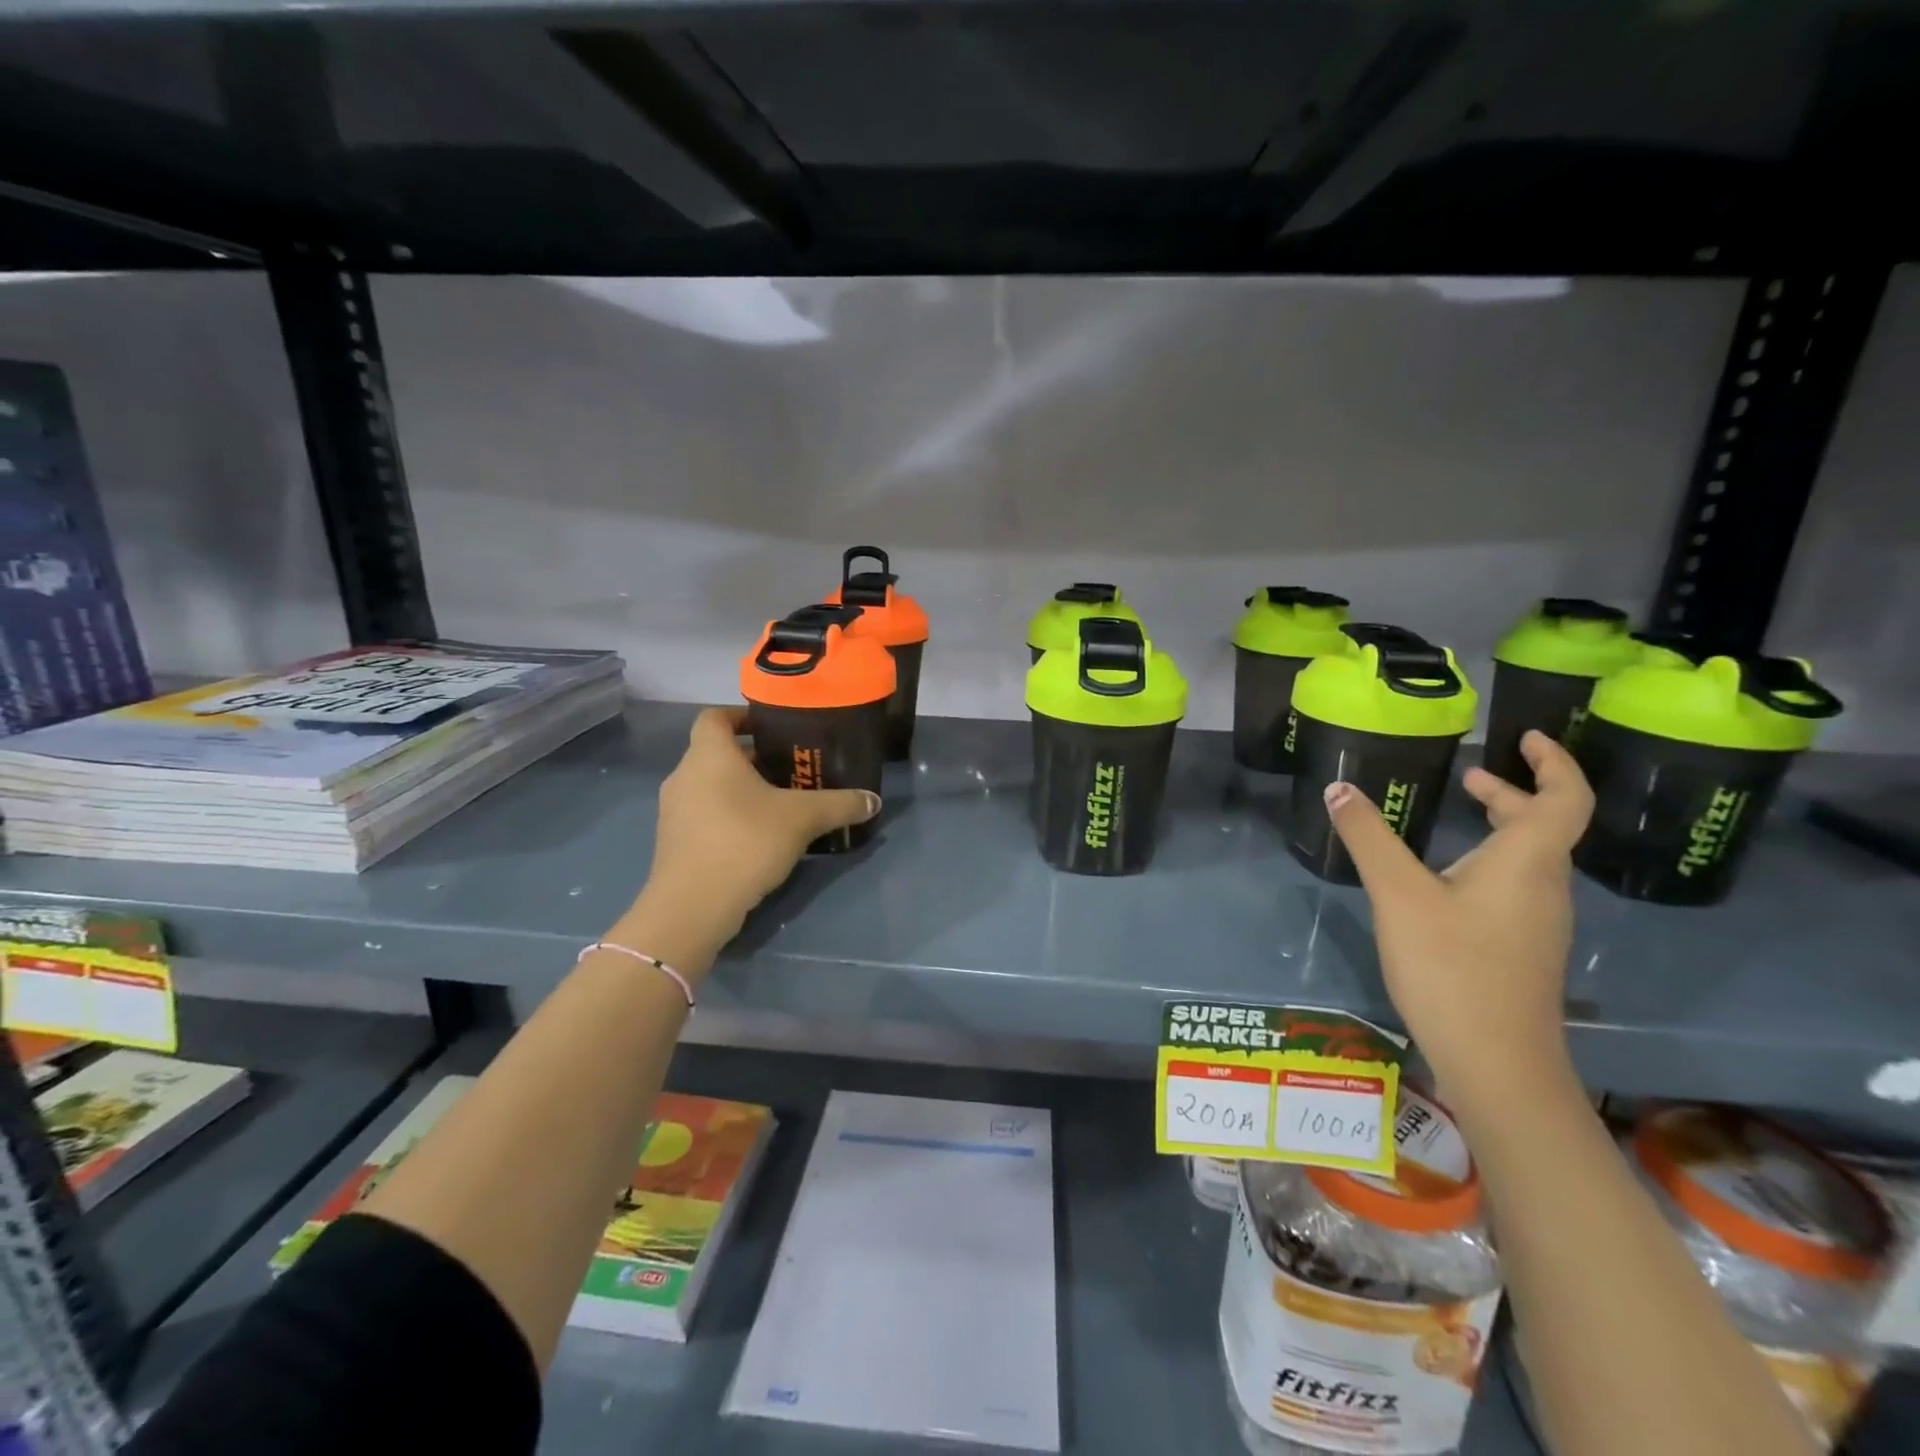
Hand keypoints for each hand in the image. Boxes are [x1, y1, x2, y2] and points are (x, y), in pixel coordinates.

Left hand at [622, 707, 879, 971]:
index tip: (772, 727)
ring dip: (740, 788)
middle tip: (790, 767)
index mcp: (709, 754)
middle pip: (716, 752)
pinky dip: (728, 814)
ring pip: (709, 785)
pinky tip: (758, 835)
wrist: (692, 906)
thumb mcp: (803, 819)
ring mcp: (674, 810)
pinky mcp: (673, 842)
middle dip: (752, 757)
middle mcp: (684, 775)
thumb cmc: (745, 841)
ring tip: (779, 802)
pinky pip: (704, 814)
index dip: (741, 716)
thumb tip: (873, 800)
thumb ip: (839, 804)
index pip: (715, 716)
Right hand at [1324, 731, 1593, 1104]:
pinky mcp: (1521, 949)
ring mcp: (1537, 922)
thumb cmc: (1452, 967)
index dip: (1554, 762)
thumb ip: (1368, 838)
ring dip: (1501, 827)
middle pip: (1544, 826)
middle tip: (1470, 774)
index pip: (1565, 797)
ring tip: (1456, 818)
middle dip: (1511, 792)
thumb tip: (1339, 789)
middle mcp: (1543, 886)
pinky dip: (1489, 861)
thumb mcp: (1398, 894)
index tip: (1527, 736)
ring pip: (1528, 859)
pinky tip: (1445, 879)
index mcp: (1527, 862)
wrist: (1497, 1063)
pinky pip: (1514, 886)